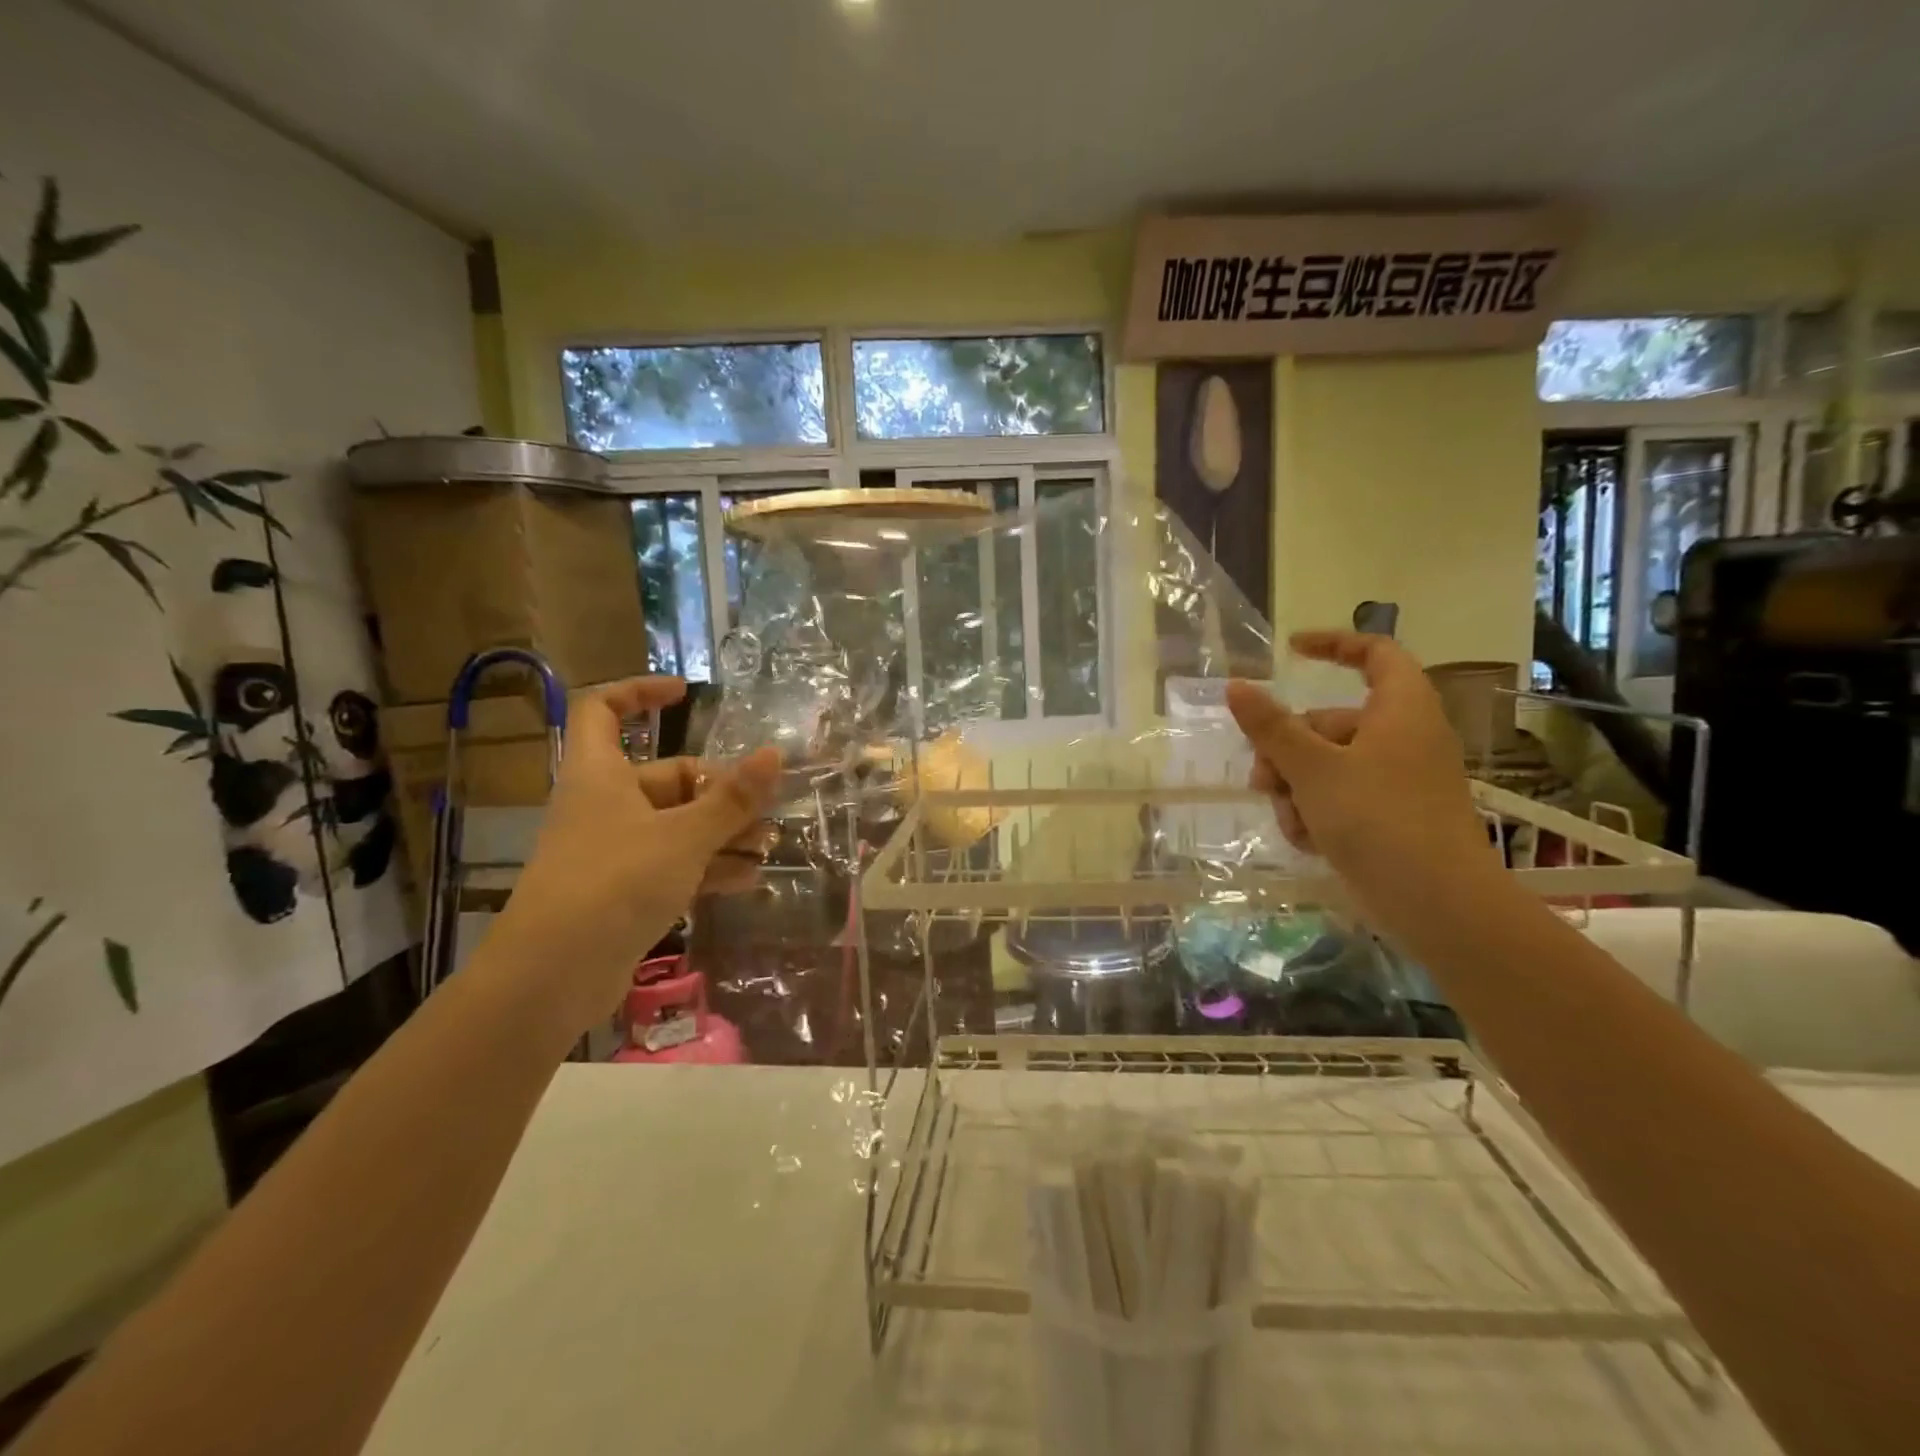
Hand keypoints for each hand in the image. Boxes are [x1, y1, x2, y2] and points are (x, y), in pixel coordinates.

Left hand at [490, 677, 779, 1031]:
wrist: (552, 977)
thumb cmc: (614, 883)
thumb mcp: (684, 836)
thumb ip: (732, 798)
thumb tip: (774, 754)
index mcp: (600, 774)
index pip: (604, 710)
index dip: (639, 693)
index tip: (685, 694)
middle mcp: (604, 806)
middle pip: (667, 779)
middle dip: (720, 792)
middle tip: (765, 809)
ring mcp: (613, 851)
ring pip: (677, 826)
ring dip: (723, 833)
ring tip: (769, 847)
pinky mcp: (623, 892)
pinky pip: (673, 865)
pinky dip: (709, 867)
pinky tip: (749, 879)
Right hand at [1225, 631, 1499, 939]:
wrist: (1437, 903)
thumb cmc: (1377, 819)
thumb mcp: (1312, 768)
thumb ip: (1270, 726)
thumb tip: (1236, 686)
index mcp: (1400, 710)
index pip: (1375, 654)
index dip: (1334, 645)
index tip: (1291, 651)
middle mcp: (1402, 738)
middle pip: (1330, 723)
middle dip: (1287, 751)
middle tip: (1261, 780)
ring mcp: (1397, 780)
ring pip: (1327, 766)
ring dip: (1296, 790)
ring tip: (1290, 821)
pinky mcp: (1390, 817)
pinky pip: (1340, 798)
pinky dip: (1317, 813)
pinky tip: (1306, 840)